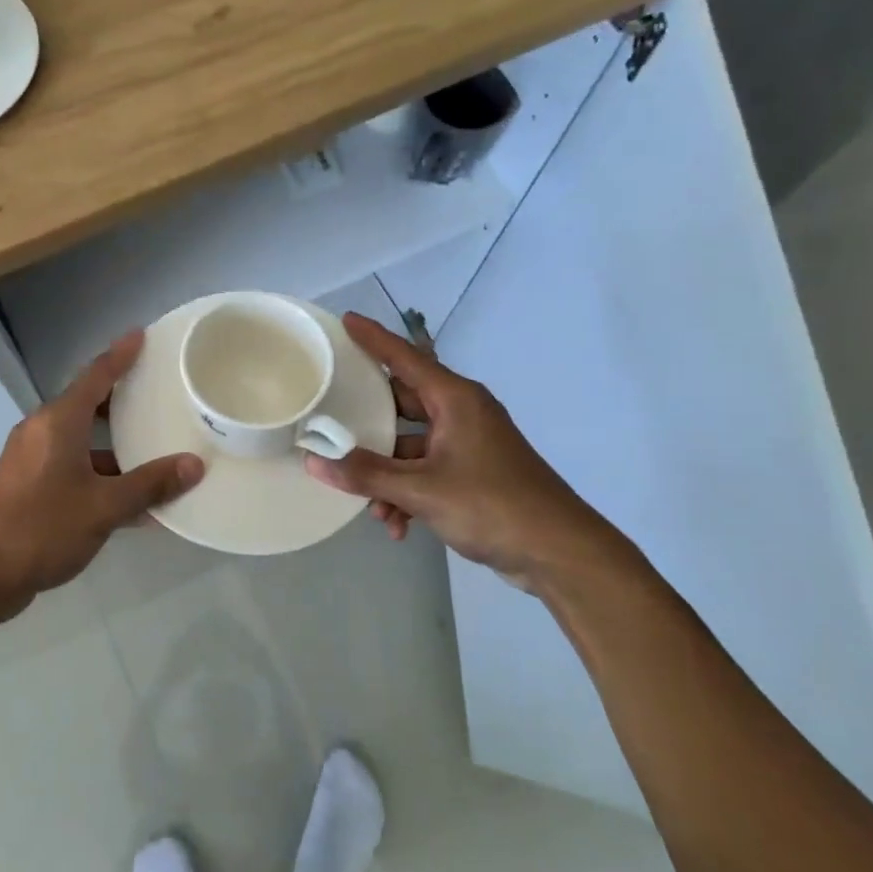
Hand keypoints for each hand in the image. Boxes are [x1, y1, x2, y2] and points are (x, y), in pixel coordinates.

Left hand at [0, 330, 203, 616]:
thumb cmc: (43, 528)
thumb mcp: (104, 507)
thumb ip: (150, 484)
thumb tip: (193, 465)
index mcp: (57, 422)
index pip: (95, 375)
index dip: (120, 355)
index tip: (142, 335)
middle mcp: (42, 431)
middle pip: (88, 404)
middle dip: (122, 399)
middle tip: (159, 392)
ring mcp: (32, 459)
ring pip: (81, 439)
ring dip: (115, 444)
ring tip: (156, 447)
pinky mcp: (29, 485)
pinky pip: (73, 466)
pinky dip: (101, 473)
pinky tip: (132, 498)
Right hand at [304, 313, 620, 589]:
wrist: (558, 551)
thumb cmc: (492, 505)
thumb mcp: (421, 490)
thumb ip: (366, 474)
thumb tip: (314, 461)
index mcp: (454, 400)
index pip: (405, 358)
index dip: (373, 339)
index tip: (345, 320)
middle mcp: (460, 413)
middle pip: (401, 403)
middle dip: (367, 423)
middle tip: (329, 419)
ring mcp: (467, 444)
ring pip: (409, 445)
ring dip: (386, 473)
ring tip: (371, 505)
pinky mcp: (472, 472)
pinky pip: (425, 470)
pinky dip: (407, 492)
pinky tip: (397, 525)